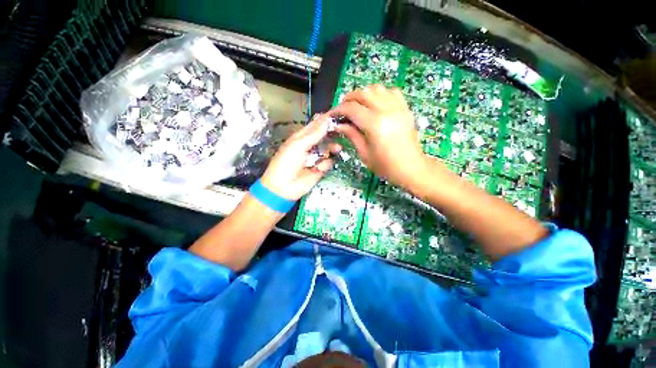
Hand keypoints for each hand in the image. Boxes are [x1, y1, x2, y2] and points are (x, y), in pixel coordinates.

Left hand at [260, 114, 340, 199]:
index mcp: (301, 137)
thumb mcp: (299, 145)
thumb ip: (314, 134)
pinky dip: (325, 164)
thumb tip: (326, 120)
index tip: (338, 116)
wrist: (283, 187)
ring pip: (329, 149)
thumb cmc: (287, 162)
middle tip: (343, 131)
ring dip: (332, 148)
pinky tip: (319, 168)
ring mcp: (315, 157)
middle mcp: (310, 146)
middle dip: (332, 135)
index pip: (315, 125)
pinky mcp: (320, 169)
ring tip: (337, 149)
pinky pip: (328, 162)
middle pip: (324, 137)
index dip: (325, 120)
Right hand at [330, 85, 440, 189]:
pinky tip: (376, 104)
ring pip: (377, 88)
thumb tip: (339, 125)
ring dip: (364, 94)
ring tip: (358, 105)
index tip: (332, 114)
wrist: (411, 167)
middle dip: (349, 98)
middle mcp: (386, 111)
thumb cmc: (385, 165)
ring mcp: (398, 107)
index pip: (352, 108)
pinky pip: (391, 92)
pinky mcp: (405, 109)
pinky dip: (380, 94)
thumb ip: (351, 135)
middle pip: (363, 93)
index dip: (339, 110)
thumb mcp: (364, 153)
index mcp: (374, 124)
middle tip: (343, 109)